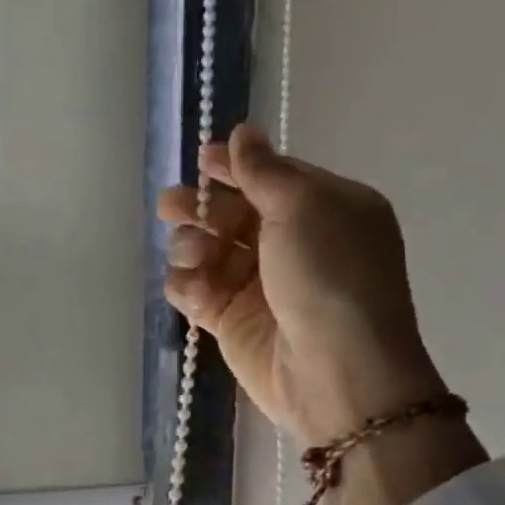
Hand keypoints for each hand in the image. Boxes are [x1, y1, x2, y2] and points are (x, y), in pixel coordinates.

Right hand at [159, 123, 446, 443]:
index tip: (201, 161)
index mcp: (323, 209)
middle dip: (200, 208)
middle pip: (231, 215)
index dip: (235, 168)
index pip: (270, 179)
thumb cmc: (328, 276)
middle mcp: (291, 245)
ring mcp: (258, 286)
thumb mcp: (304, 207)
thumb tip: (242, 133)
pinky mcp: (232, 322)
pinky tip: (194, 291)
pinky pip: (197, 292)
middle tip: (172, 207)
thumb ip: (264, 171)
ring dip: (191, 248)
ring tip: (194, 258)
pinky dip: (188, 288)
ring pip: (208, 252)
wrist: (333, 371)